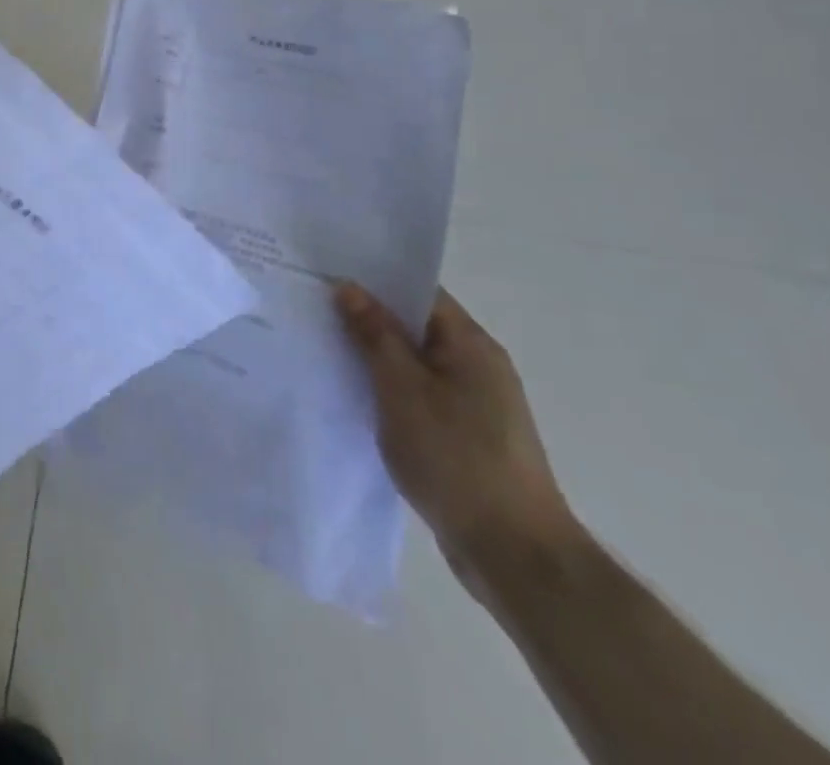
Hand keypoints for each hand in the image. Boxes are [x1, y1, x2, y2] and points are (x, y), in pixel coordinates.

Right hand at [336, 283, 580, 588]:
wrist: (515, 555)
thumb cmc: (456, 458)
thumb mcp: (402, 388)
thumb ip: (375, 334)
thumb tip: (350, 287)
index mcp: (470, 344)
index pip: (418, 292)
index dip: (374, 280)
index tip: (327, 274)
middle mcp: (478, 365)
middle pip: (415, 326)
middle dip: (367, 318)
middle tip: (314, 309)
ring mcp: (476, 404)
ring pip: (414, 364)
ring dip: (375, 358)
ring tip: (324, 349)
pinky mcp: (467, 437)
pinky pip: (419, 396)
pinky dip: (389, 392)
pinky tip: (355, 399)